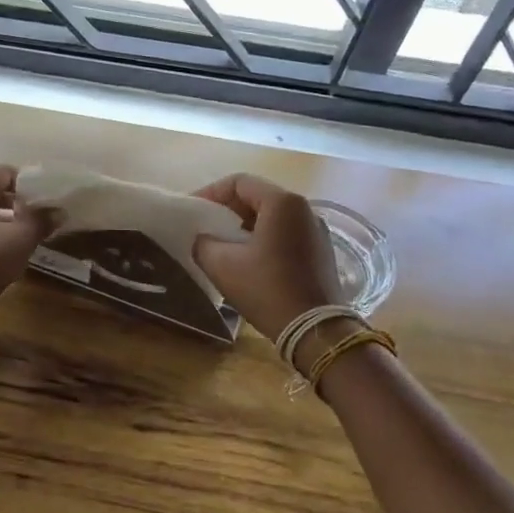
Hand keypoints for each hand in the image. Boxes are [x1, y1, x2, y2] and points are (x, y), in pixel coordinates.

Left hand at [0, 165, 51, 327]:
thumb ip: (41, 220)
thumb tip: (59, 211)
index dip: (32, 187)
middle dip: (18, 204)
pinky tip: (1, 252)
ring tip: (26, 237)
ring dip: (4, 220)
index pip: (5, 172)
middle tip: (42, 220)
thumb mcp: (18, 240)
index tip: (50, 204)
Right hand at [190, 174, 342, 341]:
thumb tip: (203, 239)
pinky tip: (249, 259)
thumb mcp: (222, 265)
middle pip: (257, 196)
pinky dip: (263, 237)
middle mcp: (304, 208)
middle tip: (205, 226)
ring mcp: (316, 230)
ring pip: (272, 215)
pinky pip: (286, 232)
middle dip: (227, 208)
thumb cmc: (267, 290)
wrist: (315, 330)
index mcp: (282, 203)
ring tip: (223, 243)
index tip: (192, 211)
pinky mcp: (321, 250)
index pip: (239, 182)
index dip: (210, 193)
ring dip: (244, 224)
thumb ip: (203, 243)